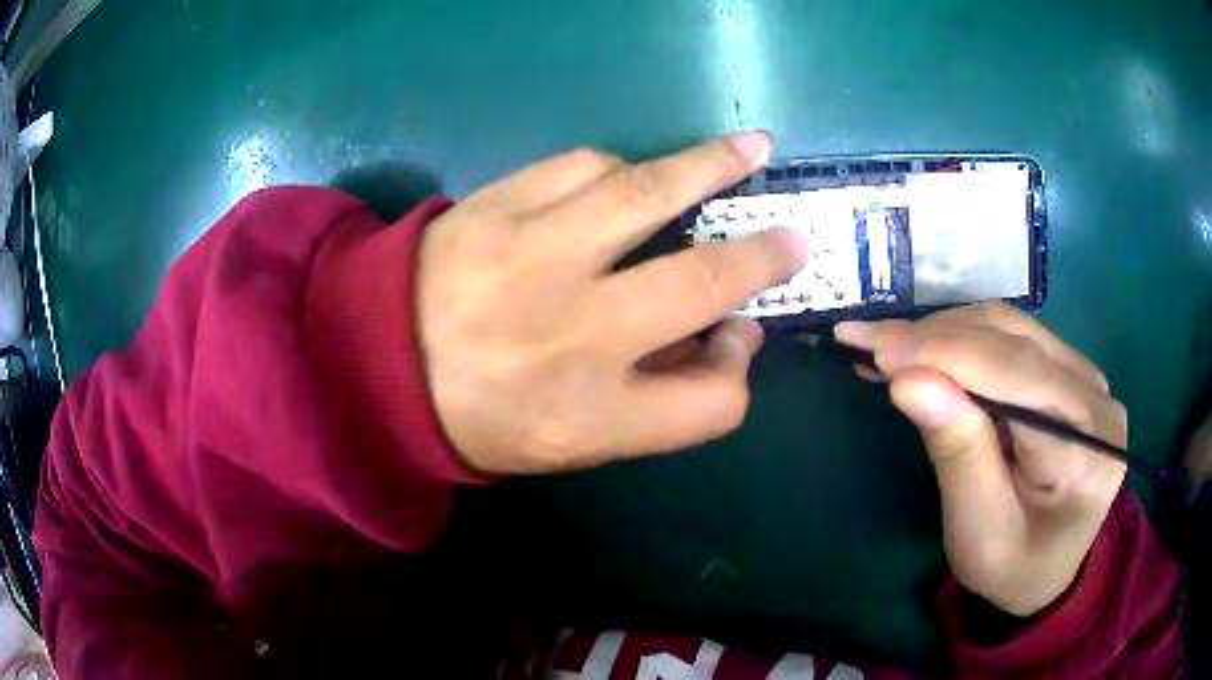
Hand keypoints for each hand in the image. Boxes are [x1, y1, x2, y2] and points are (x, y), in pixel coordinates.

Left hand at [418, 133, 808, 473]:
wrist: (373, 364)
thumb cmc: (478, 416)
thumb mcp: (570, 441)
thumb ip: (656, 399)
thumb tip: (724, 332)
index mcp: (590, 415)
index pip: (713, 402)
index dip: (737, 370)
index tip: (735, 339)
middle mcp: (573, 335)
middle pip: (705, 284)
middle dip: (764, 256)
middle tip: (794, 237)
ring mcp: (533, 257)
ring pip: (650, 192)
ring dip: (712, 166)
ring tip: (748, 151)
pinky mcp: (498, 205)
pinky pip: (585, 165)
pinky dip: (623, 168)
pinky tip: (631, 176)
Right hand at [835, 303, 1126, 616]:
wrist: (1049, 570)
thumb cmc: (1012, 567)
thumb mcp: (979, 532)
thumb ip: (958, 454)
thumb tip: (908, 381)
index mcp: (1087, 450)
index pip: (1017, 377)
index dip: (945, 354)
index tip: (873, 348)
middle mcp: (1096, 398)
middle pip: (1014, 342)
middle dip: (935, 338)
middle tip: (865, 341)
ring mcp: (1086, 378)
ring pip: (1010, 330)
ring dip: (944, 334)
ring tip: (887, 347)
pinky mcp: (1069, 372)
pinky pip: (1013, 340)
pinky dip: (962, 341)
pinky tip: (925, 351)